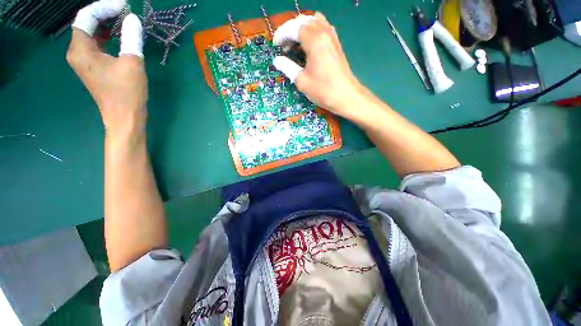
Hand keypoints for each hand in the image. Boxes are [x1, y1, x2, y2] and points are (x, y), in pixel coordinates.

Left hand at [67, 0, 146, 137]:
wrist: (124, 117)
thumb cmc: (126, 92)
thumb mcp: (132, 63)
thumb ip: (131, 38)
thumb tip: (132, 19)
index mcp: (81, 49)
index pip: (86, 17)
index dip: (104, 7)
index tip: (124, 6)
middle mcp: (77, 52)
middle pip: (86, 23)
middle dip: (105, 14)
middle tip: (125, 12)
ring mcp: (84, 61)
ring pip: (91, 34)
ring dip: (107, 25)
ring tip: (124, 21)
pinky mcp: (93, 67)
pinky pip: (96, 44)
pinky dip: (107, 37)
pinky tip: (120, 36)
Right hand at [273, 13, 364, 120]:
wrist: (346, 96)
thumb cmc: (323, 90)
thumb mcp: (302, 81)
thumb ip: (288, 67)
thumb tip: (277, 60)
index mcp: (314, 40)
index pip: (294, 28)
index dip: (282, 34)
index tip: (275, 45)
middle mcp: (324, 33)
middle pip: (304, 21)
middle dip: (291, 30)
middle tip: (284, 46)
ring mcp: (332, 37)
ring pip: (315, 22)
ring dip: (303, 29)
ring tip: (296, 44)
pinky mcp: (337, 44)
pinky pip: (324, 29)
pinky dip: (314, 32)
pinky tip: (310, 44)